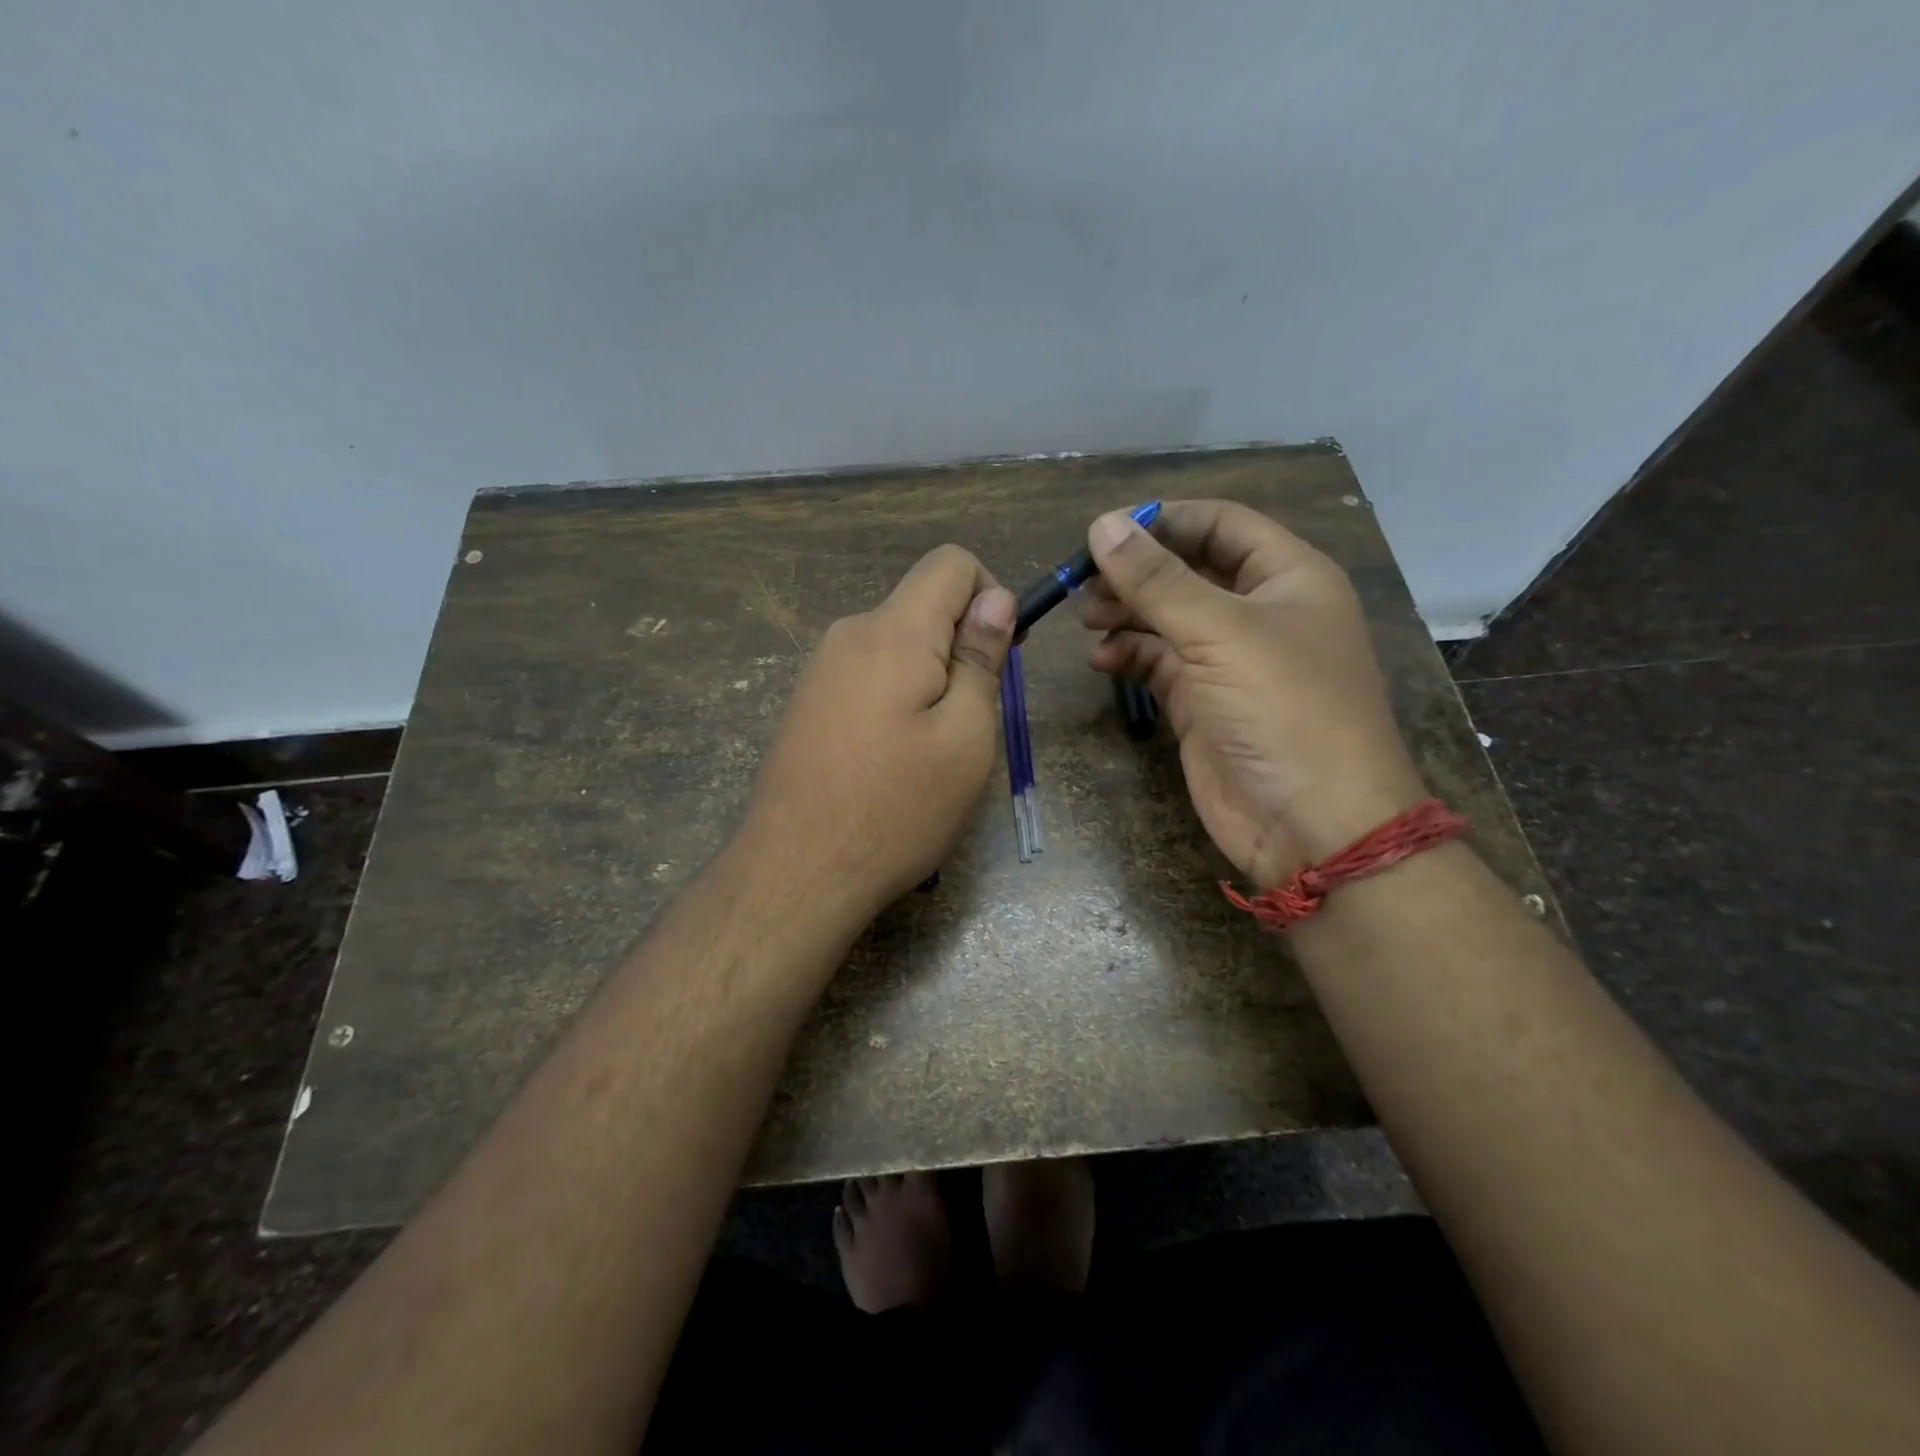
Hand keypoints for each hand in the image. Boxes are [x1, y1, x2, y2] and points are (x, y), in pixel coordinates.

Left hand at [743, 545, 1016, 919]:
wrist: (796, 872)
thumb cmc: (895, 809)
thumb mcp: (964, 737)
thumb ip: (980, 659)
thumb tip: (995, 599)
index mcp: (892, 632)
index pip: (950, 562)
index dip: (991, 595)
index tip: (1000, 656)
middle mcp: (849, 634)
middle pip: (922, 607)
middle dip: (960, 648)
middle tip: (969, 724)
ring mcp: (820, 670)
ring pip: (897, 647)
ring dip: (929, 680)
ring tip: (930, 752)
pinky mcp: (808, 703)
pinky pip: (868, 677)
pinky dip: (896, 700)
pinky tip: (891, 761)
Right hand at [1080, 500, 1426, 887]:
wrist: (1311, 823)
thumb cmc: (1283, 710)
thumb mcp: (1220, 633)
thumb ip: (1157, 580)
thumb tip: (1102, 524)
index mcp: (1287, 577)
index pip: (1220, 525)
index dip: (1163, 521)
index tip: (1105, 532)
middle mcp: (1259, 612)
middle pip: (1187, 571)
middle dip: (1136, 573)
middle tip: (1084, 584)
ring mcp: (1229, 661)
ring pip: (1167, 618)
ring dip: (1125, 614)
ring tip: (1087, 621)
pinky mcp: (1203, 702)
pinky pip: (1158, 663)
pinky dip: (1128, 656)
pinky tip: (1102, 660)